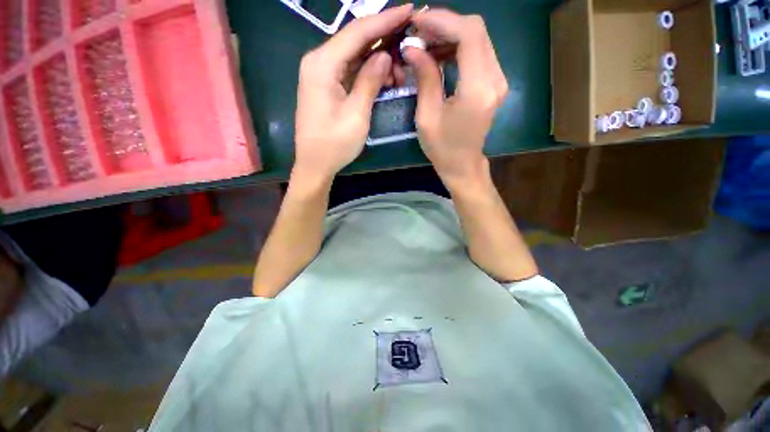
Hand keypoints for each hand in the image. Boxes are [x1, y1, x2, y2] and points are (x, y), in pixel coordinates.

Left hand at [293, 4, 413, 182]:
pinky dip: (369, 72)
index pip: (357, 32)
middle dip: (384, 40)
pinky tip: (385, 79)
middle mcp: (319, 61)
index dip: (385, 20)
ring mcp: (322, 74)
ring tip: (400, 73)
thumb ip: (369, 81)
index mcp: (322, 64)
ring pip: (355, 56)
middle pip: (355, 40)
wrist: (315, 164)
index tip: (409, 10)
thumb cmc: (334, 144)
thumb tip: (384, 55)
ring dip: (378, 60)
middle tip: (410, 45)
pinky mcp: (327, 86)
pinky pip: (351, 70)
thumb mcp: (356, 114)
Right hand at [404, 10, 508, 186]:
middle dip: (444, 25)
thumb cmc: (442, 147)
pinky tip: (439, 55)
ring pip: (478, 39)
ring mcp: (498, 80)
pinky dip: (458, 48)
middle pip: (476, 30)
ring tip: (425, 44)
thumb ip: (424, 77)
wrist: (462, 165)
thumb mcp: (426, 116)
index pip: (469, 34)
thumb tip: (413, 48)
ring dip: (450, 35)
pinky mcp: (494, 83)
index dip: (442, 20)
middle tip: (418, 33)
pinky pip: (478, 53)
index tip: (417, 22)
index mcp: (477, 89)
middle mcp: (495, 79)